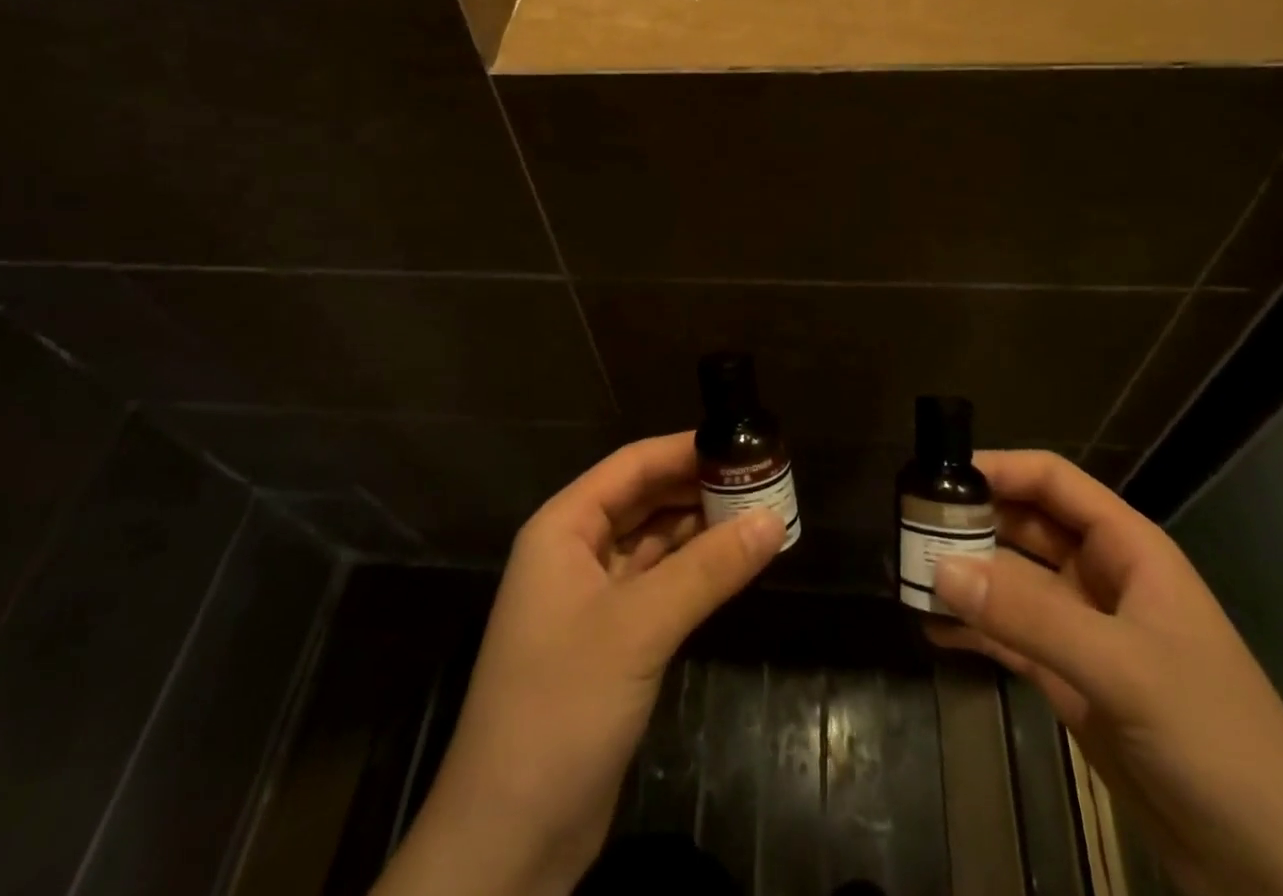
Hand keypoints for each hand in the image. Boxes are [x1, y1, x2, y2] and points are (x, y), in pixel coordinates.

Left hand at [375, 433, 782, 895]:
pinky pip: (659, 586)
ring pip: (654, 543)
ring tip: (762, 514)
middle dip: (699, 489)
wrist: (509, 839)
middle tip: (764, 479)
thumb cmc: (562, 706)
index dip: (685, 450)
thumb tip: (774, 519)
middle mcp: (574, 552)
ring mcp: (591, 599)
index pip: (631, 466)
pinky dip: (695, 573)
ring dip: (702, 530)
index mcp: (563, 528)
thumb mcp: (639, 628)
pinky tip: (735, 564)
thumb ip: (708, 569)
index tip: (743, 442)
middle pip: (644, 500)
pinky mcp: (611, 641)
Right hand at [928, 452, 1282, 895]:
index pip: (1053, 481)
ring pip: (1010, 580)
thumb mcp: (1123, 669)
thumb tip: (939, 567)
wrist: (1275, 875)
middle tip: (907, 526)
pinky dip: (971, 627)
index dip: (999, 467)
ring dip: (964, 575)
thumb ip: (1029, 614)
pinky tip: (930, 628)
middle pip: (1024, 525)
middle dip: (970, 520)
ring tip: (906, 575)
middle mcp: (1101, 577)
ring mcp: (1083, 629)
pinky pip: (1008, 634)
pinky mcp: (1069, 678)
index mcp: (1128, 550)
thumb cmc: (1217, 742)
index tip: (937, 472)